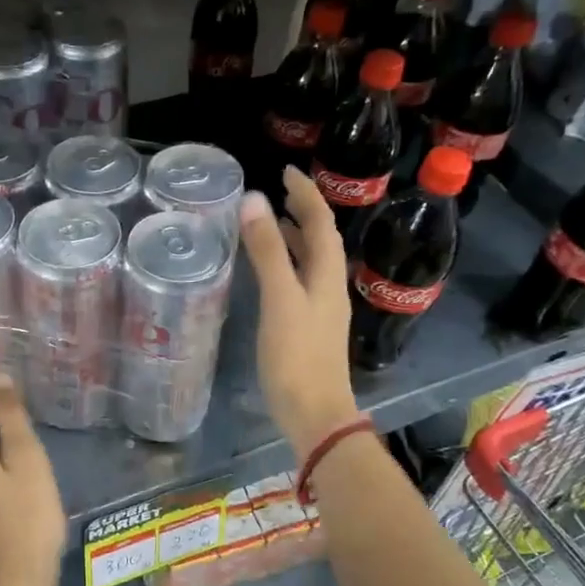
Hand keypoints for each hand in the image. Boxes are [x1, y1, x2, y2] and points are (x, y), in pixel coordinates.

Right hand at [240, 169, 360, 459]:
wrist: (314, 414)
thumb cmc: (296, 357)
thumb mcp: (280, 300)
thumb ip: (267, 252)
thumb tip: (254, 200)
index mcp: (327, 276)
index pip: (322, 223)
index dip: (307, 195)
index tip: (287, 171)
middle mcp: (330, 287)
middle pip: (321, 240)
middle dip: (303, 212)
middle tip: (277, 192)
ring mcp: (321, 310)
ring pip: (312, 262)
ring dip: (296, 238)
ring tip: (271, 223)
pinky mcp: (309, 328)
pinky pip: (301, 282)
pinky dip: (287, 265)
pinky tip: (270, 273)